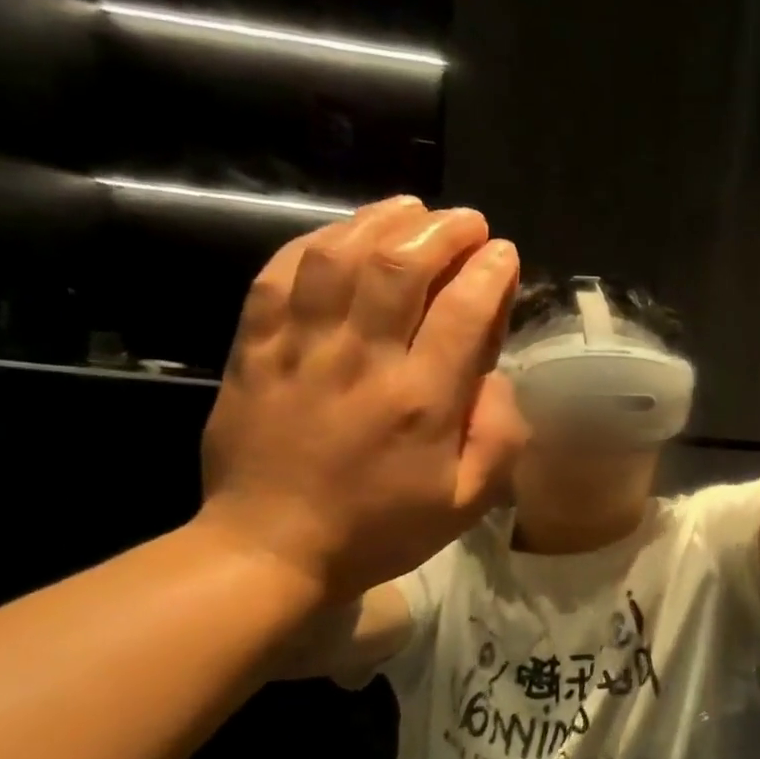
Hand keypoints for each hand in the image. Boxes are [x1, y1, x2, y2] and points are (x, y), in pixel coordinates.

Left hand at [197, 197, 525, 600]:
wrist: (270, 548)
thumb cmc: (379, 529)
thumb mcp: (465, 503)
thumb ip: (499, 438)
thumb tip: (498, 379)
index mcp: (420, 402)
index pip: (462, 310)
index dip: (490, 270)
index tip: (504, 256)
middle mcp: (362, 362)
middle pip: (400, 266)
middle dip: (442, 230)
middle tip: (467, 223)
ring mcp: (301, 350)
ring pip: (339, 257)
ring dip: (380, 220)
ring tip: (412, 210)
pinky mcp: (255, 350)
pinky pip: (278, 275)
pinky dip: (313, 243)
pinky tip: (340, 235)